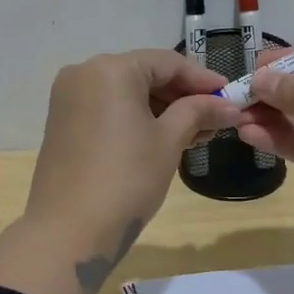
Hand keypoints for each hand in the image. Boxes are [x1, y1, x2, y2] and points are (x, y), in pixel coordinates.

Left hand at [24, 49, 241, 289]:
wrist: (69, 231)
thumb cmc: (126, 178)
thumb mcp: (168, 141)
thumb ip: (198, 112)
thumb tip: (229, 105)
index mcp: (110, 68)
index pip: (167, 62)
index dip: (203, 79)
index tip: (231, 95)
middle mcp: (83, 73)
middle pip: (145, 75)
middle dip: (182, 96)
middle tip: (217, 119)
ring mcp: (68, 99)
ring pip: (127, 94)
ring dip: (162, 110)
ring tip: (197, 134)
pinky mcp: (63, 123)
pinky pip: (108, 110)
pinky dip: (137, 119)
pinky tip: (164, 139)